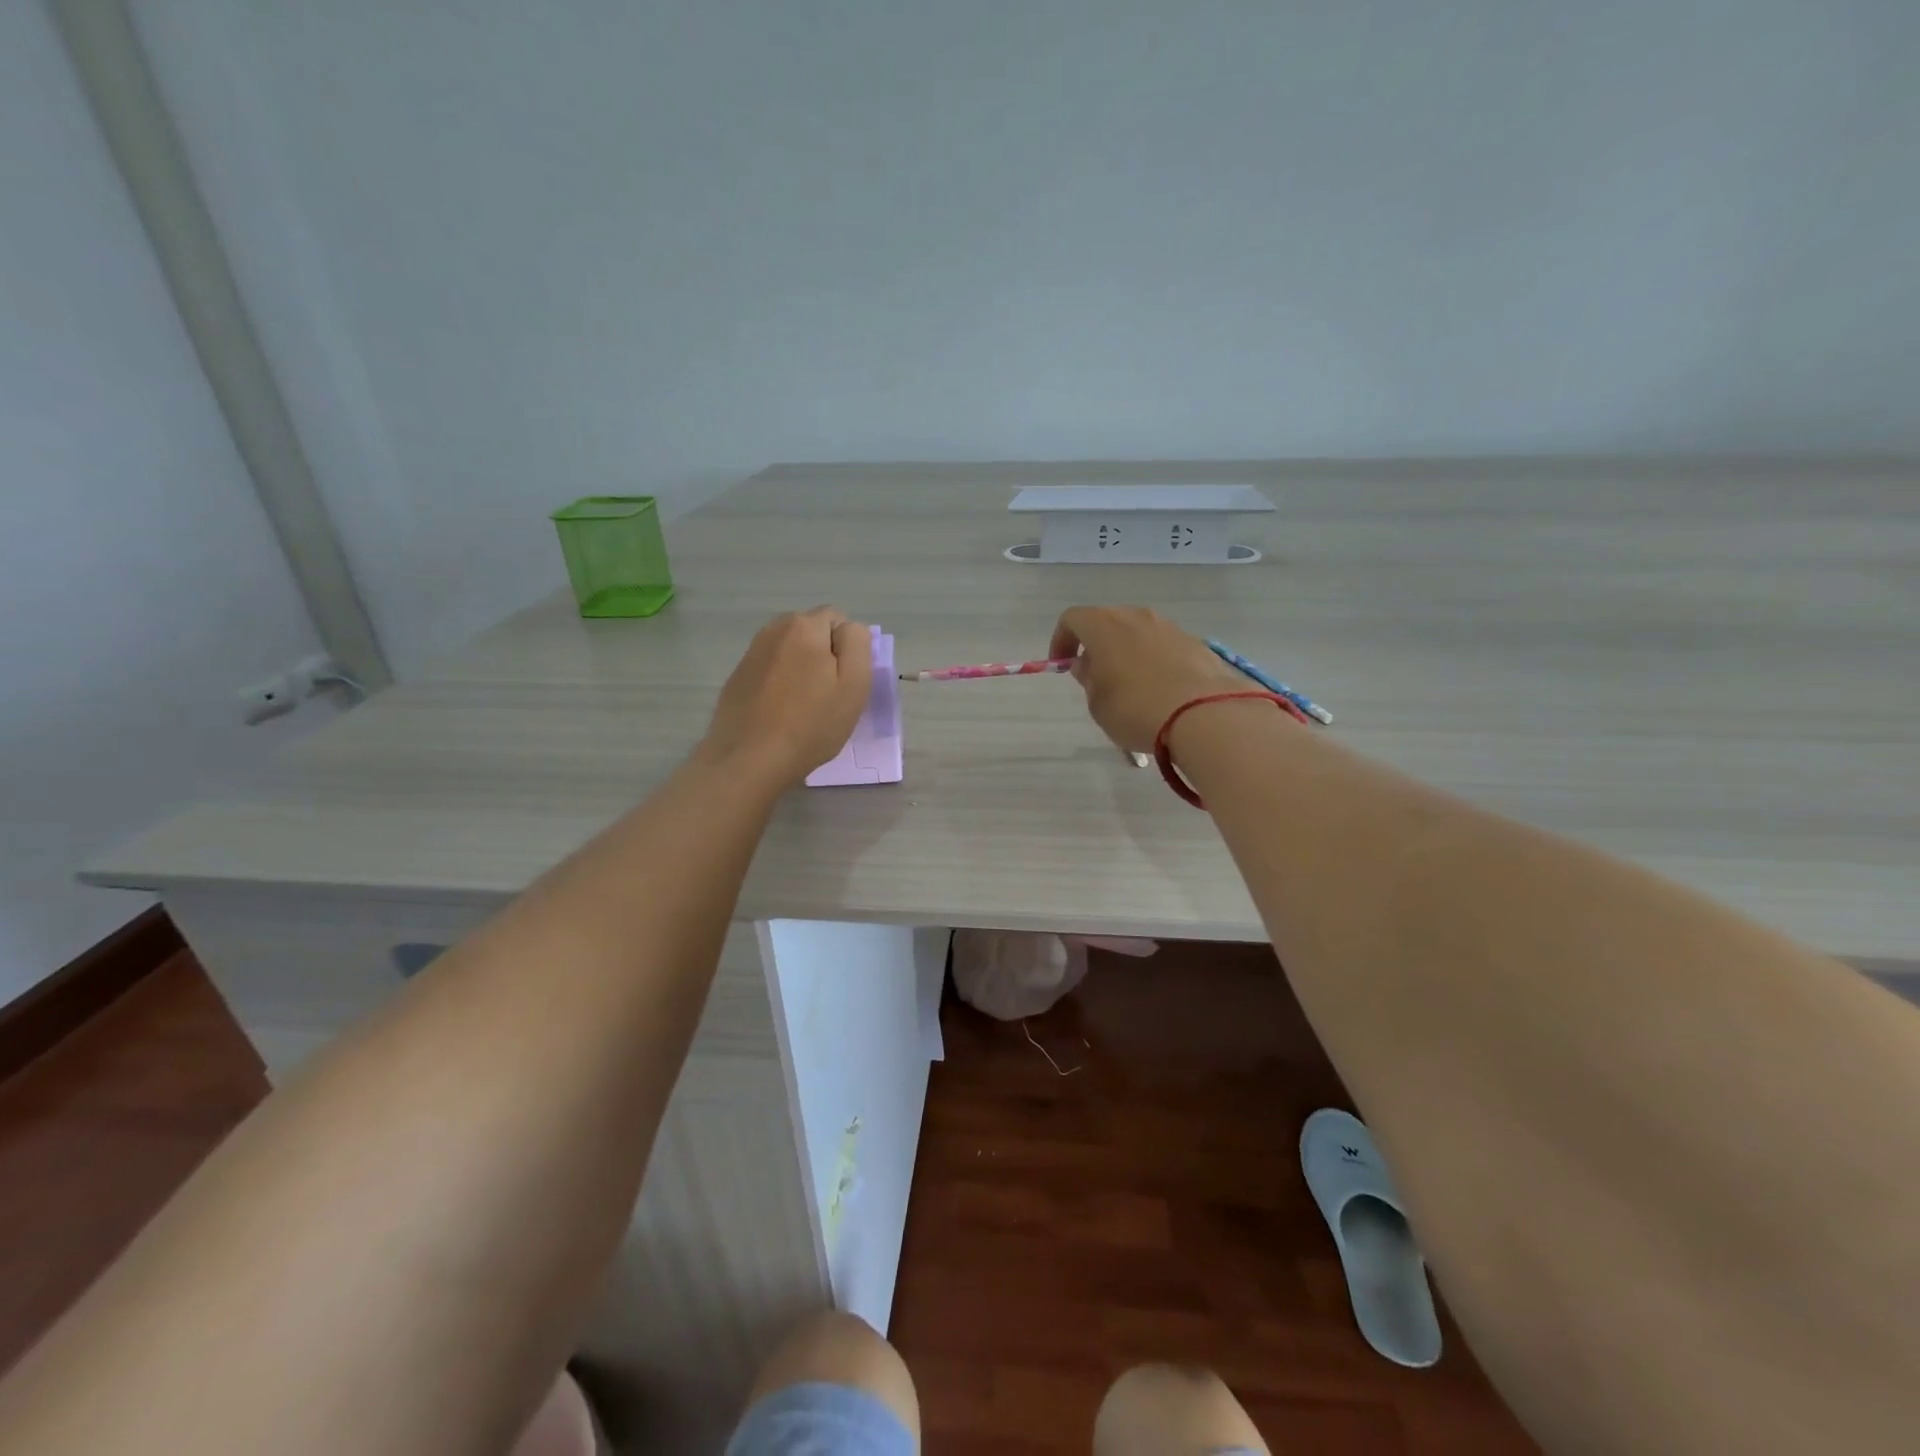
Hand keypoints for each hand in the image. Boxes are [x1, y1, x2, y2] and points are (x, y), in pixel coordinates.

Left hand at [702, 608, 872, 787]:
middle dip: (823, 654)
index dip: (848, 649)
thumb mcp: (853, 684)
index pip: (838, 619)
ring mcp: (751, 653)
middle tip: (828, 695)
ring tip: (803, 705)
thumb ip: (857, 644)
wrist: (749, 759)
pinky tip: (779, 712)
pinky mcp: (737, 677)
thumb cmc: (811, 724)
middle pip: (811, 631)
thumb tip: (849, 629)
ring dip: (800, 667)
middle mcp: (774, 630)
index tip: (845, 682)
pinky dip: (779, 682)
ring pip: (789, 650)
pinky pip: (769, 669)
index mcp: (804, 626)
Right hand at [1049, 605, 1249, 752]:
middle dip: (1096, 645)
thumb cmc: (1135, 709)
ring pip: (1138, 632)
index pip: (1072, 619)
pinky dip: (1154, 661)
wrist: (1203, 715)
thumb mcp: (1097, 703)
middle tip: (1095, 676)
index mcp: (1104, 625)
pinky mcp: (1195, 643)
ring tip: (1129, 686)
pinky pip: (1164, 647)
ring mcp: (1169, 627)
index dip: (1061, 640)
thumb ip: (1088, 679)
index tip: (1061, 664)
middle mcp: (1136, 616)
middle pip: (1107, 621)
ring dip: (1127, 652)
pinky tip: (1159, 691)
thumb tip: (1088, 665)